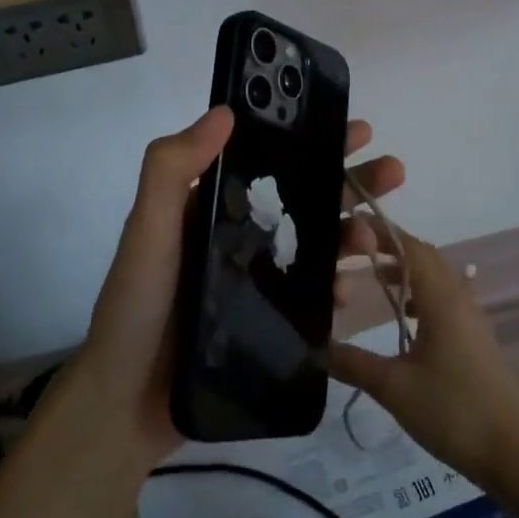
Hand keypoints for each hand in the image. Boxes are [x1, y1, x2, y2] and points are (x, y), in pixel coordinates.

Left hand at [81, 107, 404, 467]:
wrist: (125, 405)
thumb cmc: (137, 306)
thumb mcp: (147, 230)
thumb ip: (172, 169)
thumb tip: (225, 112)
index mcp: (212, 205)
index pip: (271, 160)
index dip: (313, 141)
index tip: (356, 129)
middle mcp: (238, 234)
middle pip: (304, 197)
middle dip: (349, 180)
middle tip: (393, 171)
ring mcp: (255, 279)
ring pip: (315, 244)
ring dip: (350, 233)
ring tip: (377, 237)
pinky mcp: (267, 321)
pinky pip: (311, 296)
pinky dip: (334, 288)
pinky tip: (349, 292)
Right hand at [329, 229, 518, 484]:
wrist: (514, 453)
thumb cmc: (453, 411)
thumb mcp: (393, 387)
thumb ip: (352, 362)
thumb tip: (315, 348)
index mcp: (441, 300)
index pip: (411, 247)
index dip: (383, 232)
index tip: (352, 228)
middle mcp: (459, 300)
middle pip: (427, 257)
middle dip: (394, 248)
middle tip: (359, 252)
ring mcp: (473, 320)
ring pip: (439, 279)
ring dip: (410, 271)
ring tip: (379, 280)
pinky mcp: (477, 341)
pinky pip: (448, 300)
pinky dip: (424, 295)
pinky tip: (409, 319)